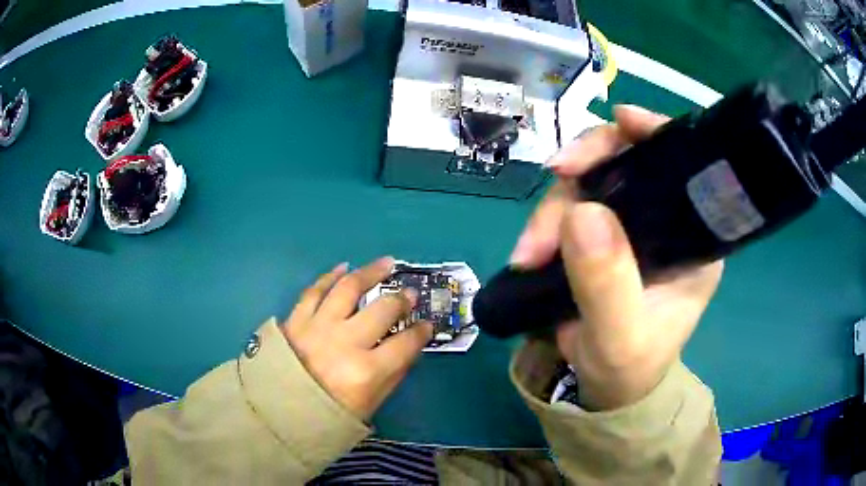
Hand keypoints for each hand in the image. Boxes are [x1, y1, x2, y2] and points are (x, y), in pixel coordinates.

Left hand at [281, 257, 432, 420]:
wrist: (280, 412)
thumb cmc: (330, 414)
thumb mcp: (371, 403)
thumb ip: (393, 373)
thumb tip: (408, 346)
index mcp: (366, 372)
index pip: (406, 344)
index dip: (421, 332)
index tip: (426, 325)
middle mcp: (344, 343)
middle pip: (382, 310)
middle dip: (401, 299)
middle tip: (409, 293)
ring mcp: (317, 327)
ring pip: (348, 289)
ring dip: (370, 272)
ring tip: (386, 263)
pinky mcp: (296, 320)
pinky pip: (314, 291)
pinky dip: (330, 277)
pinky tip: (343, 268)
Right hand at [511, 105, 723, 410]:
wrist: (602, 386)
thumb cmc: (626, 367)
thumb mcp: (619, 336)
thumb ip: (607, 283)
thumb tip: (581, 213)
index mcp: (693, 238)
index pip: (684, 167)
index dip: (655, 134)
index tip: (621, 120)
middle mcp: (666, 220)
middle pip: (628, 162)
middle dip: (586, 167)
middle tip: (553, 180)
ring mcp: (629, 223)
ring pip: (589, 181)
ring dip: (553, 206)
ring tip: (529, 253)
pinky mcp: (599, 231)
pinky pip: (569, 204)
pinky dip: (545, 220)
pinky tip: (530, 248)